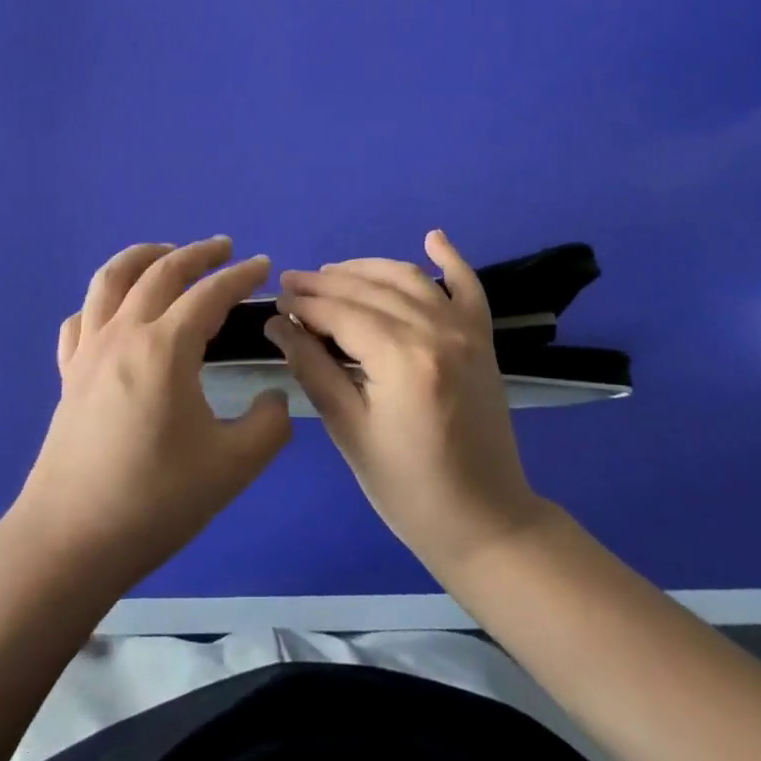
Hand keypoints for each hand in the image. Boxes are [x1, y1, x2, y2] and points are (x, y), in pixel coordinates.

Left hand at [9, 237, 290, 591]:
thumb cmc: (155, 500)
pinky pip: (82, 318)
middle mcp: (123, 334)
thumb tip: (274, 398)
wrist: (70, 540)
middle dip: (197, 253)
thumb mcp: (233, 467)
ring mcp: (88, 351)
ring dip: (143, 257)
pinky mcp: (67, 374)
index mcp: (165, 347)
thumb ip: (269, 425)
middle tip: (224, 248)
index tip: (264, 266)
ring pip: (111, 279)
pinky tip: (115, 313)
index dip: (241, 276)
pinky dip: (103, 301)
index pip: (210, 293)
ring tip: (166, 253)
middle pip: (160, 271)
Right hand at [268, 230, 546, 578]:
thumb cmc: (408, 489)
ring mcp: (466, 332)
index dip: (304, 304)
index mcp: (403, 359)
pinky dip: (451, 259)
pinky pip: (469, 287)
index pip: (342, 313)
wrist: (486, 522)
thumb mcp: (350, 432)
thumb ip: (313, 369)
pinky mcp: (483, 340)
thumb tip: (278, 326)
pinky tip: (432, 237)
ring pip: (408, 279)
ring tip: (330, 272)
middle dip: (325, 283)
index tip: (274, 301)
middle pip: (370, 291)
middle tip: (290, 283)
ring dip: (367, 268)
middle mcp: (437, 331)